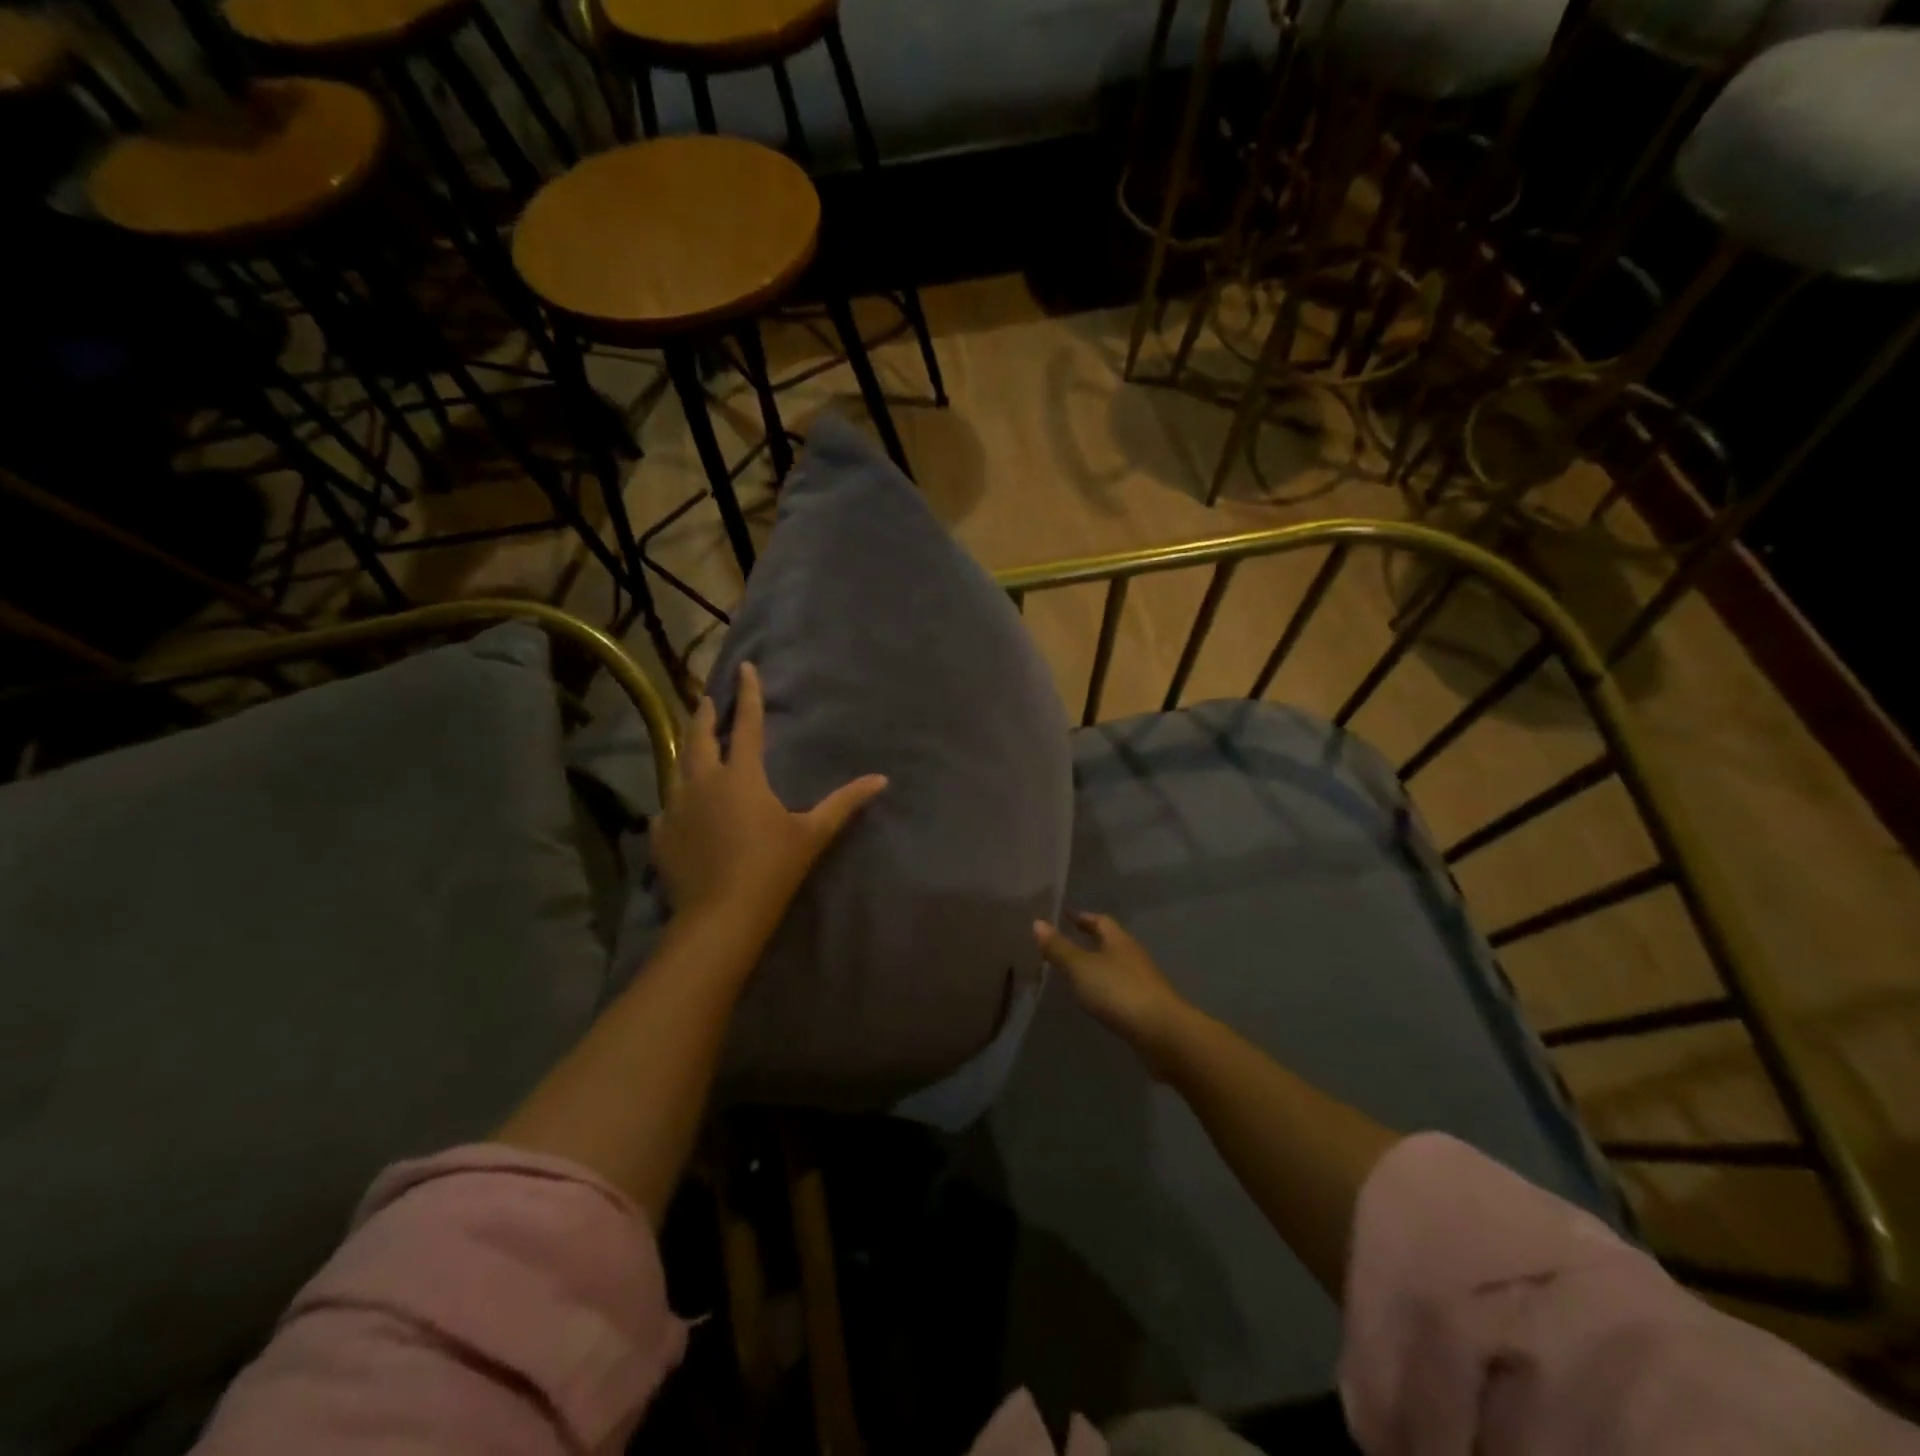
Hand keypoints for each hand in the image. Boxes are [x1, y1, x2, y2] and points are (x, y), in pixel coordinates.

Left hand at [652, 662, 886, 933]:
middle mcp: (703, 782)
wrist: (721, 916)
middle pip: (700, 737)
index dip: (749, 694)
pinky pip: (667, 806)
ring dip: (688, 750)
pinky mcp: (661, 834)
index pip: (748, 724)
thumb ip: (845, 803)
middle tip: (709, 700)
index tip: (745, 667)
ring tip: (693, 745)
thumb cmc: (772, 869)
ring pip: (677, 767)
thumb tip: (881, 780)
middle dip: (706, 714)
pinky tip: (679, 807)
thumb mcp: (813, 834)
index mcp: (742, 776)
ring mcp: (676, 807)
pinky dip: (678, 798)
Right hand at [1033, 913, 1193, 1073]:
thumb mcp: (1081, 967)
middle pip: (1110, 942)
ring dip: (1097, 966)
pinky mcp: (1146, 1007)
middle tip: (1065, 943)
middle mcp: (1133, 956)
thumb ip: (1059, 948)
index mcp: (1119, 941)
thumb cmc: (1118, 991)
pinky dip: (1105, 989)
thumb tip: (1037, 922)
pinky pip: (1120, 990)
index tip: (1065, 916)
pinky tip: (1095, 1001)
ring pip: (1116, 966)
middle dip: (1089, 941)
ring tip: (1075, 973)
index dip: (1082, 917)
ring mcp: (1143, 982)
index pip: (1100, 921)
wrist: (1162, 1034)